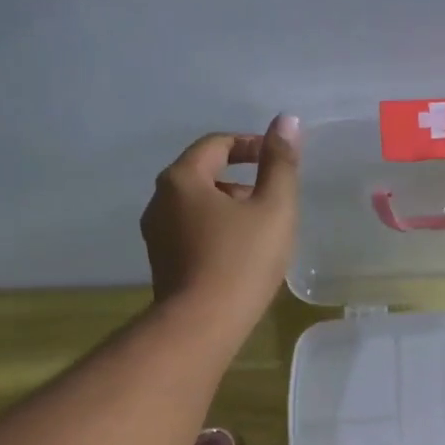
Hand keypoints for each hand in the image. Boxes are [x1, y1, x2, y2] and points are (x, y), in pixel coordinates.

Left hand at [140, 114, 300, 331]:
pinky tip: (240, 255)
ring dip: (228, 208)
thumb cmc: (242, 261)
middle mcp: (160, 199)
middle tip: (273, 199)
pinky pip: (191, 232)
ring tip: (261, 230)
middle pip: (203, 174)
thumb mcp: (274, 208)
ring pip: (197, 206)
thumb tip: (287, 121)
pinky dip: (216, 231)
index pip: (216, 144)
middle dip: (240, 180)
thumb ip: (281, 163)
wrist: (202, 324)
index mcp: (182, 178)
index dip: (250, 145)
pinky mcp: (162, 262)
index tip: (277, 158)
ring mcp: (156, 233)